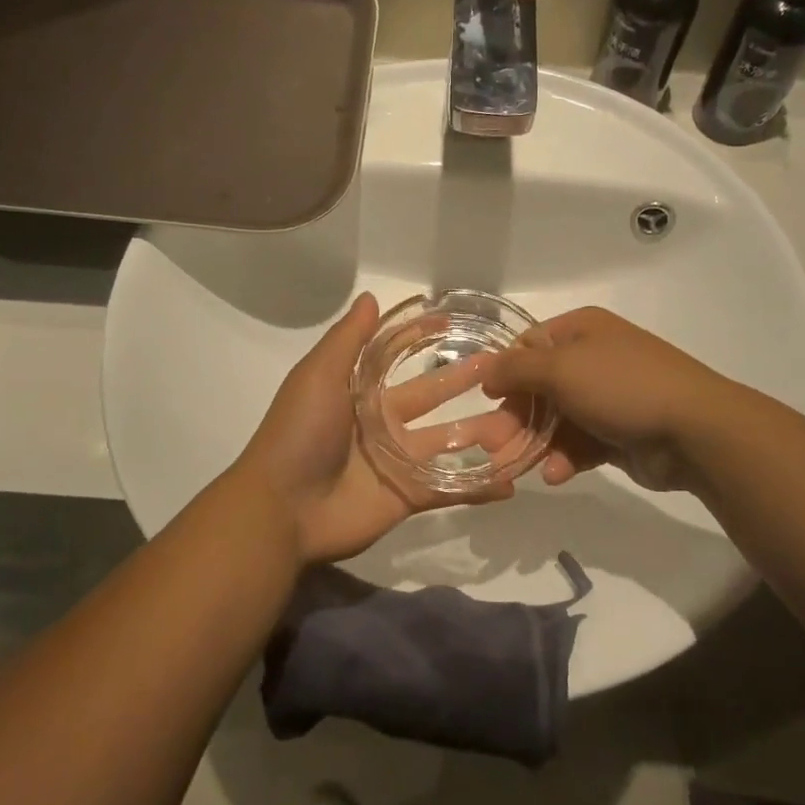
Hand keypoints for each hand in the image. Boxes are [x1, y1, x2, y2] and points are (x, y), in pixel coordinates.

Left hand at [233, 293, 522, 565]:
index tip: (458, 324)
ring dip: (483, 435)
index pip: (400, 359)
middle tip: (507, 373)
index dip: (424, 341)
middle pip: (433, 399)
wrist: (282, 507)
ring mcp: (396, 462)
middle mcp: (381, 424)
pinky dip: (479, 488)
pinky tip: (512, 480)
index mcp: (359, 393)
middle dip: (465, 384)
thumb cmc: (299, 433)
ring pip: (449, 444)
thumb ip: (348, 340)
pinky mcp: (406, 497)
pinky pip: (449, 489)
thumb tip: (370, 297)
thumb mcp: (318, 376)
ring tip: (522, 424)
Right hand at [481, 306, 721, 491]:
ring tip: (515, 469)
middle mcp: (592, 359)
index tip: (485, 401)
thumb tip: (484, 370)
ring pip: (555, 422)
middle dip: (514, 418)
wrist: (694, 430)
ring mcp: (607, 398)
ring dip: (534, 445)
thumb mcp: (560, 369)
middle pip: (538, 389)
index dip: (504, 373)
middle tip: (492, 446)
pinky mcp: (617, 434)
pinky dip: (564, 459)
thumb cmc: (621, 386)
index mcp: (581, 331)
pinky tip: (556, 476)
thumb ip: (515, 369)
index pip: (528, 347)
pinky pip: (579, 444)